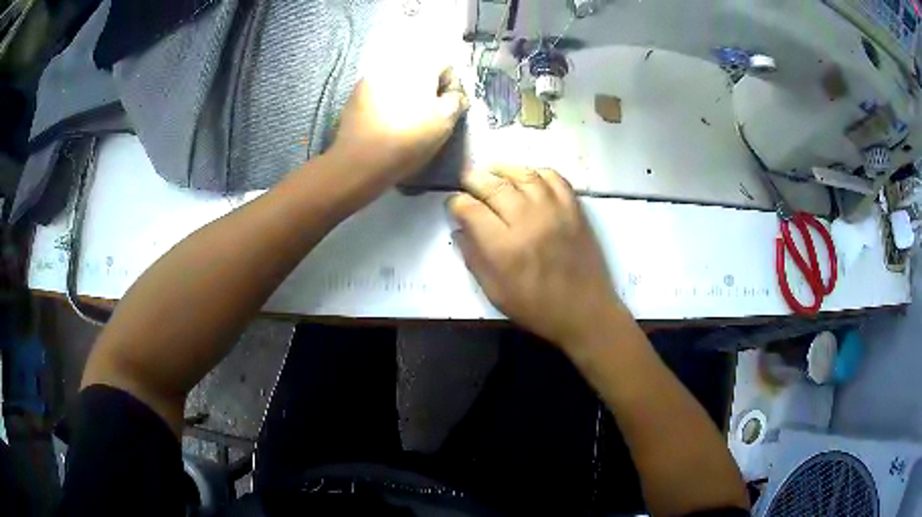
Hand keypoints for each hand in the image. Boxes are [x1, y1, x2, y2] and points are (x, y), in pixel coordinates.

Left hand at [331, 67, 468, 190]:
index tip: (450, 109)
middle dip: (428, 90)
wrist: (359, 161)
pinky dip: (387, 102)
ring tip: (406, 120)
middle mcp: (394, 63)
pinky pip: (380, 92)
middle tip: (430, 115)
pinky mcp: (354, 94)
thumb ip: (456, 101)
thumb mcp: (445, 122)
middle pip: (421, 71)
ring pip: (399, 81)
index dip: (453, 88)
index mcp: (419, 65)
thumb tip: (456, 95)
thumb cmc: (408, 139)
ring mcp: (371, 77)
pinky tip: (387, 123)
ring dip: (407, 95)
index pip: (447, 67)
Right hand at [448, 166, 622, 347]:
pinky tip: (527, 178)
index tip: (454, 206)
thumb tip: (459, 229)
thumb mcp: (495, 293)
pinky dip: (536, 172)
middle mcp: (527, 221)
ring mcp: (554, 211)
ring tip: (493, 172)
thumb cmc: (536, 308)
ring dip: (502, 169)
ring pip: (523, 174)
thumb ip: (473, 258)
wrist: (585, 311)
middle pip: (493, 185)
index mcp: (504, 247)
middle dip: (474, 179)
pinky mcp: (574, 209)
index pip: (470, 208)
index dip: (456, 203)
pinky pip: (554, 177)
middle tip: (467, 181)